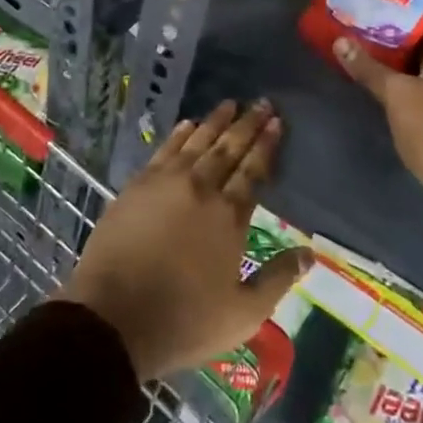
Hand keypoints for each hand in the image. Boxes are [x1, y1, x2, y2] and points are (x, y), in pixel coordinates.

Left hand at [62, 99, 311, 380]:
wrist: (111, 318)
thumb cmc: (183, 321)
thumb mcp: (242, 314)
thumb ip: (277, 279)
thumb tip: (310, 253)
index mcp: (228, 217)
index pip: (253, 170)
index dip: (266, 145)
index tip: (276, 121)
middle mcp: (200, 189)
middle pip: (228, 148)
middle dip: (247, 124)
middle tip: (262, 102)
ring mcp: (166, 183)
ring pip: (197, 142)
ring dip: (215, 121)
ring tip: (230, 104)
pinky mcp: (137, 186)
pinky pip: (165, 149)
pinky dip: (179, 134)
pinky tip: (188, 123)